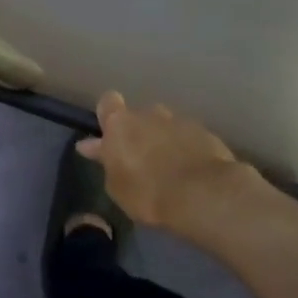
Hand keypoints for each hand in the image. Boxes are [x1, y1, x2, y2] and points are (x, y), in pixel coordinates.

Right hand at [77, 92, 249, 230]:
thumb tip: (91, 146)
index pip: (108, 102)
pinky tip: (190, 171)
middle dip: (139, 132)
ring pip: (166, 126)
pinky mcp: (206, 133)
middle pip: (139, 115)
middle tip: (140, 159)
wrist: (202, 195)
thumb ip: (106, 161)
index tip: (109, 135)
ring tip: (168, 167)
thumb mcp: (116, 185)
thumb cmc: (147, 192)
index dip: (108, 115)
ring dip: (164, 140)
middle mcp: (149, 114)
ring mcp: (180, 121)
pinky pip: (189, 138)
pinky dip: (186, 149)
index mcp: (120, 124)